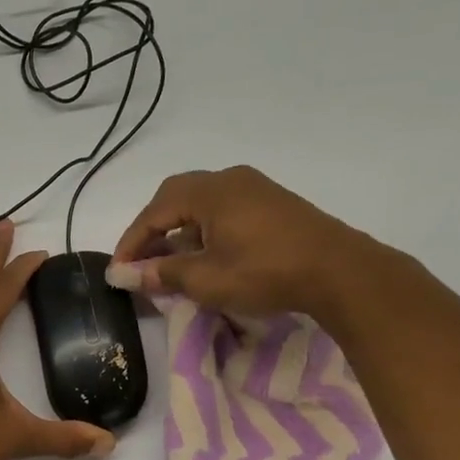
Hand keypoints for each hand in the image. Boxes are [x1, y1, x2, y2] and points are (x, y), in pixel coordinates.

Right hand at [107, 165, 381, 318]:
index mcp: (209, 191)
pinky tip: (207, 255)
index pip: (154, 212)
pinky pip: (224, 209)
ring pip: (201, 203)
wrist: (341, 272)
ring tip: (171, 262)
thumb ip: (162, 274)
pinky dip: (204, 230)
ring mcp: (255, 188)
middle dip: (153, 230)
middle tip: (142, 261)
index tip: (118, 271)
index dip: (131, 242)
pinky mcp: (273, 203)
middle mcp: (229, 179)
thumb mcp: (206, 279)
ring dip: (179, 230)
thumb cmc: (266, 272)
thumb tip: (124, 276)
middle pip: (175, 198)